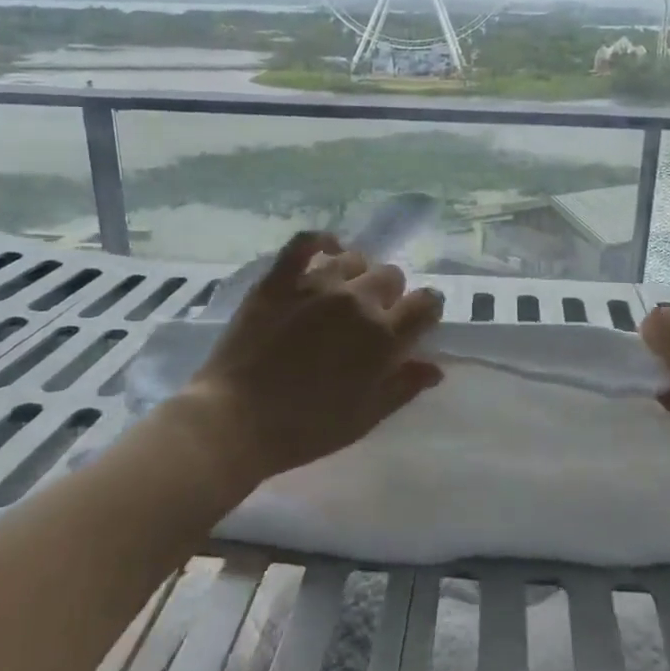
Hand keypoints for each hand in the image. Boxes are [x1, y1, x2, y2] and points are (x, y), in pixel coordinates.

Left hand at [185, 232, 444, 486]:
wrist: (235, 422)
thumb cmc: (305, 429)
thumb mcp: (364, 418)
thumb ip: (403, 387)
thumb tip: (434, 366)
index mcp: (383, 336)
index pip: (426, 303)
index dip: (426, 311)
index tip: (416, 323)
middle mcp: (356, 301)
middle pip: (391, 276)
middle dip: (390, 295)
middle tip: (372, 319)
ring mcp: (316, 285)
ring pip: (354, 259)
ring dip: (357, 275)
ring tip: (343, 294)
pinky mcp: (278, 279)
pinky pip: (305, 243)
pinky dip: (320, 241)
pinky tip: (325, 250)